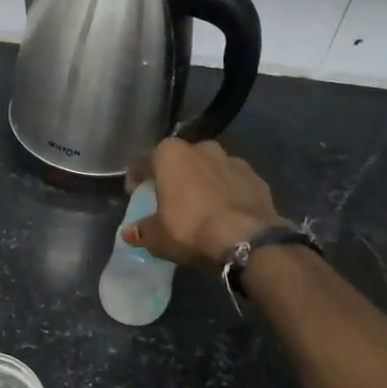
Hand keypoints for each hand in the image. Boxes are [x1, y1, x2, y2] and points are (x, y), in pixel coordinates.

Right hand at [122, 138, 288, 268]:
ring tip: (200, 206)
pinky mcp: (256, 177)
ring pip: (209, 168)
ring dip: (203, 182)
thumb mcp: (157, 236)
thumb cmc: (191, 229)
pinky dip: (226, 192)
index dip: (137, 177)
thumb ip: (142, 230)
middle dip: (174, 176)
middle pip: (180, 160)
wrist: (247, 239)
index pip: (144, 161)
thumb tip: (129, 232)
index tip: (135, 192)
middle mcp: (201, 148)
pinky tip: (224, 212)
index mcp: (171, 154)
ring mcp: (233, 160)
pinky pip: (233, 182)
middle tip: (170, 198)